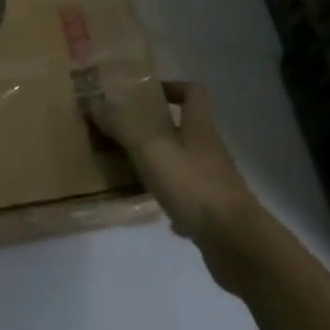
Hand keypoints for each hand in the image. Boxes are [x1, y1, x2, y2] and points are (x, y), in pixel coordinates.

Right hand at [93, 82, 264, 287]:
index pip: (193, 93)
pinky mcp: (213, 212)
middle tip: (124, 131)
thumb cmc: (194, 185)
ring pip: (184, 163)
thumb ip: (122, 126)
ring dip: (160, 163)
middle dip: (156, 128)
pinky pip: (188, 197)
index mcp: (199, 128)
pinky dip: (170, 198)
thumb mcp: (151, 150)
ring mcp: (214, 182)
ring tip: (130, 168)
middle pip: (186, 128)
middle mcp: (209, 150)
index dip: (172, 87)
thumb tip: (93, 102)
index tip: (145, 95)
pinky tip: (152, 207)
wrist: (236, 242)